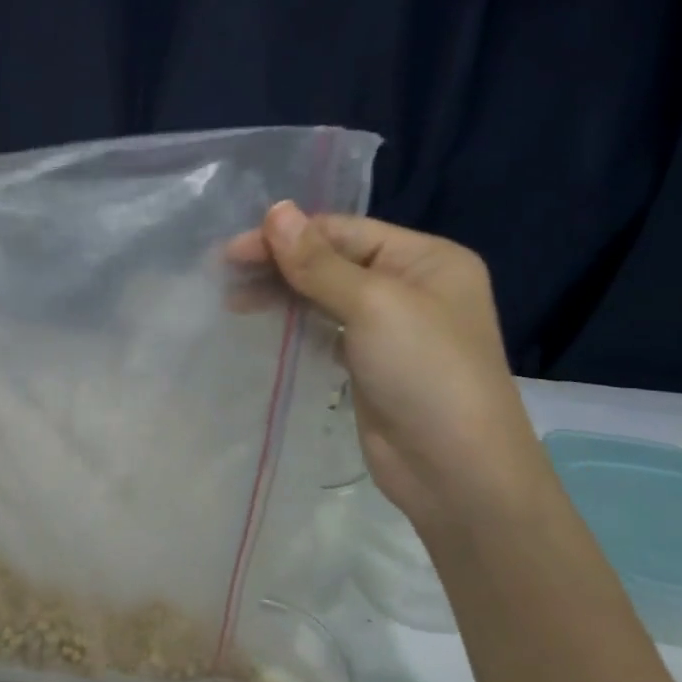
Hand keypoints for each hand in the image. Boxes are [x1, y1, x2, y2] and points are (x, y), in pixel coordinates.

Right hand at [227, 202, 547, 535]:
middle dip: (281, 263)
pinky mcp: (371, 364)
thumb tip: (276, 210)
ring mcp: (392, 327)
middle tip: (225, 272)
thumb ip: (318, 262)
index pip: (345, 231)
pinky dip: (297, 323)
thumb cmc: (424, 372)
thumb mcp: (374, 305)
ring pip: (327, 295)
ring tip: (233, 298)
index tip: (234, 249)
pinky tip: (265, 322)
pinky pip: (327, 329)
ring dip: (283, 293)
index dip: (289, 235)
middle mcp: (412, 285)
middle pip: (334, 260)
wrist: (456, 471)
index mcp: (427, 258)